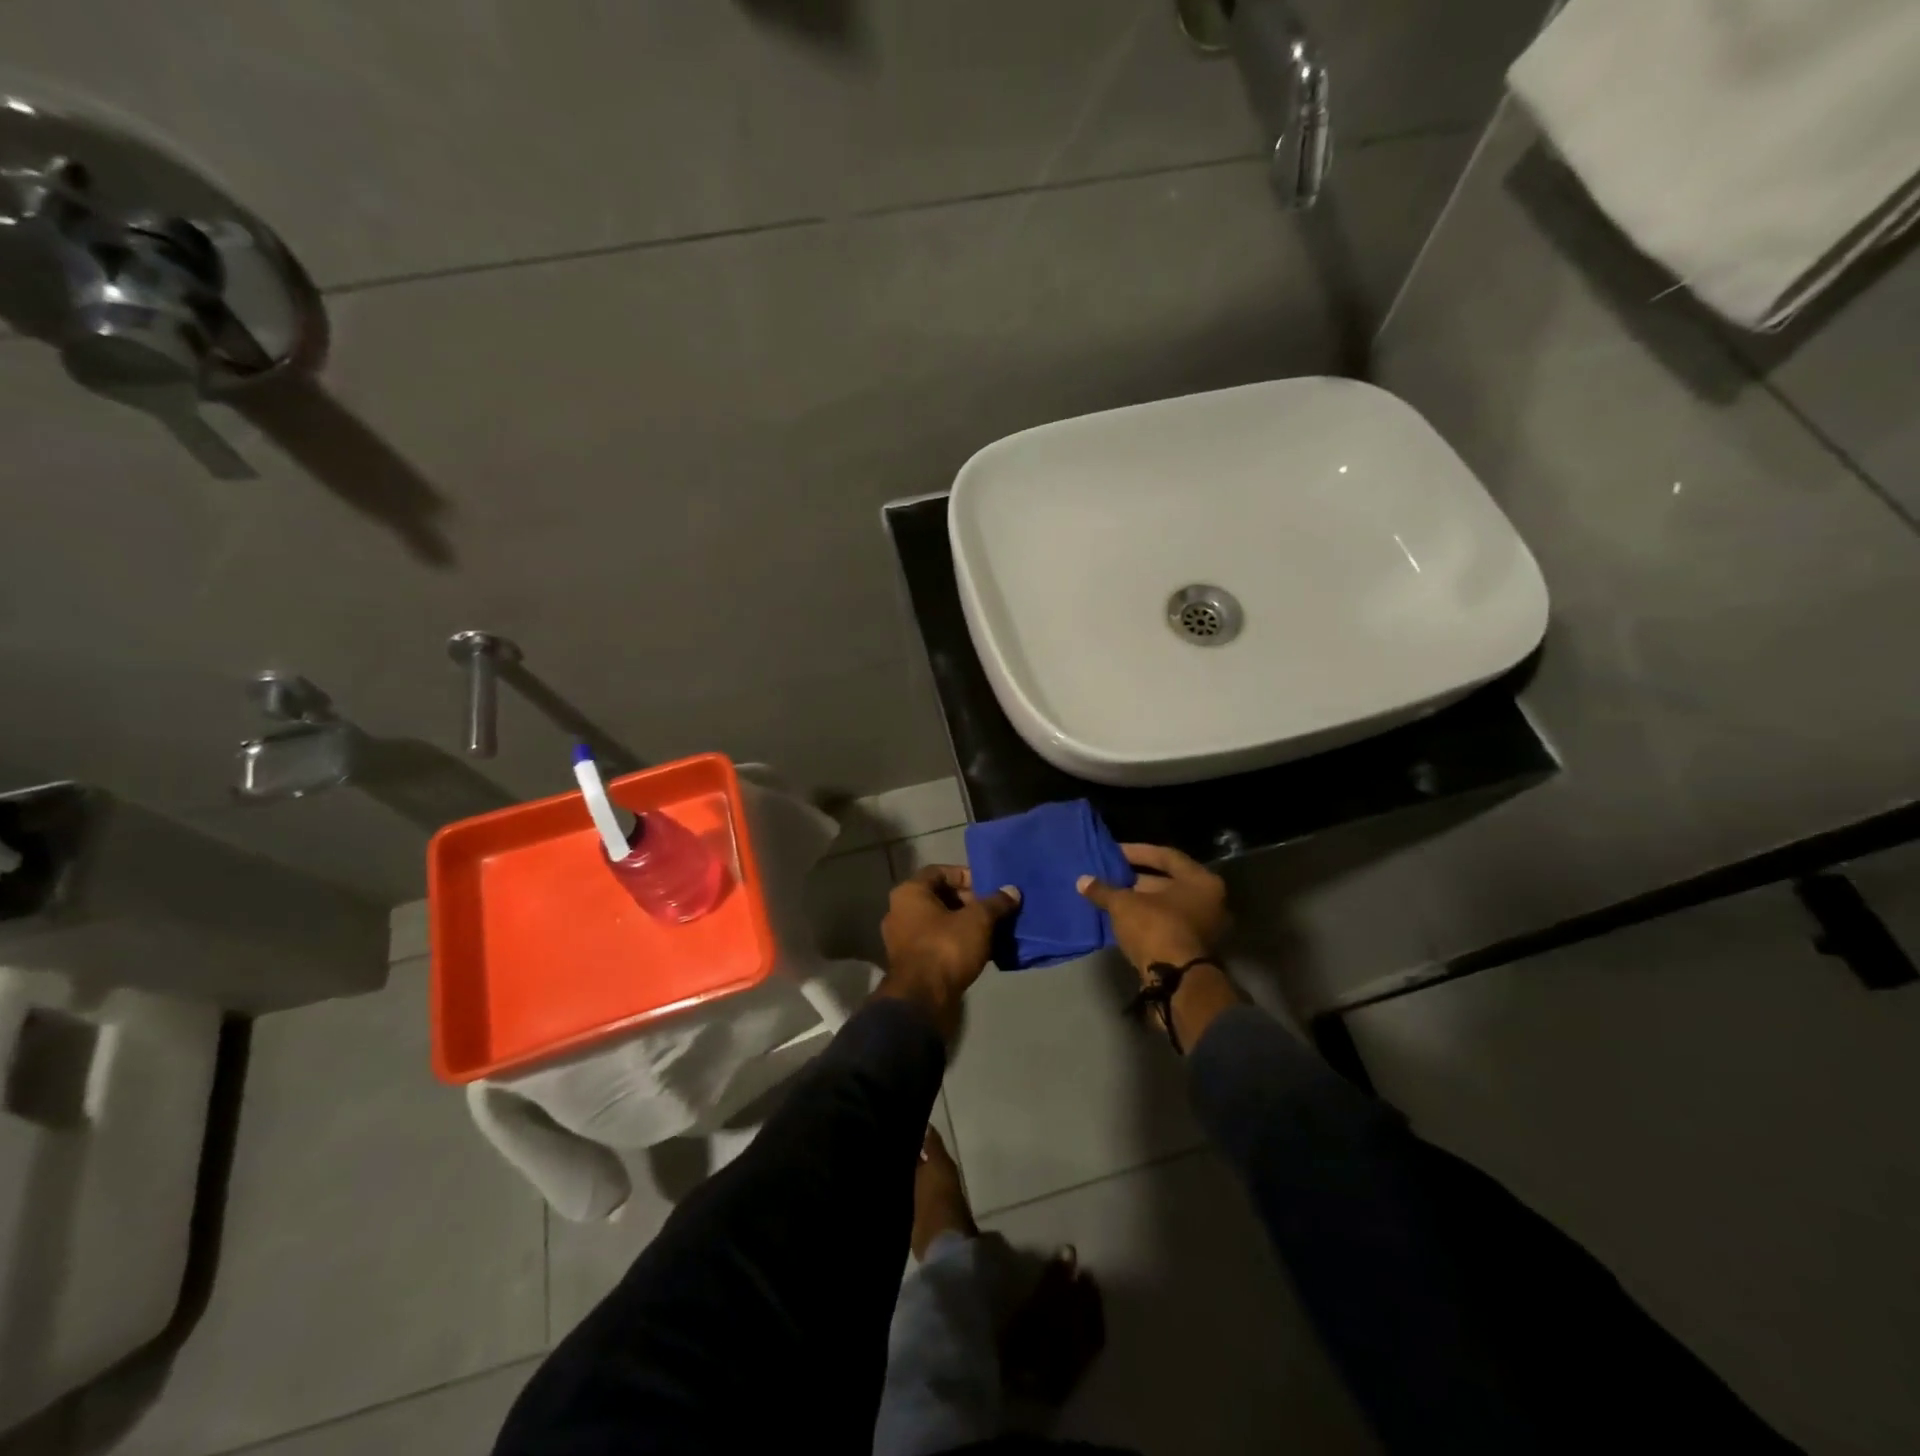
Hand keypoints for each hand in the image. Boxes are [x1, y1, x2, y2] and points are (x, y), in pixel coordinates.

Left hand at [878, 865, 1019, 1038]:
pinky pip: (936, 942)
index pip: (940, 872)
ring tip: (991, 931)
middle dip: (969, 902)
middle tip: (993, 910)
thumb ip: (996, 902)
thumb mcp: (978, 920)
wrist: (922, 998)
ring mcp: (901, 938)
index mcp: (909, 892)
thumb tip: (1012, 891)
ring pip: (939, 922)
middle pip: (939, 897)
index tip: (989, 887)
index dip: (966, 876)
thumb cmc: (946, 947)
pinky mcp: (909, 962)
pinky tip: (980, 951)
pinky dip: (956, 942)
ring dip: (964, 924)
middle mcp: (899, 911)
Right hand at [1079, 844, 1237, 1053]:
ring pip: (1167, 906)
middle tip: (1110, 875)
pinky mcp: (1195, 949)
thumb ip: (1104, 890)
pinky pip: (1168, 924)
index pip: (1166, 856)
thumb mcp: (1124, 905)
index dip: (1137, 852)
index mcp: (1201, 881)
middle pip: (1168, 882)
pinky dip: (1146, 919)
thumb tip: (1082, 881)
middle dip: (1136, 879)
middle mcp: (1210, 901)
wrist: (1175, 982)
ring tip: (1111, 896)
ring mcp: (1205, 927)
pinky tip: (1121, 918)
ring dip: (1140, 901)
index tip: (1113, 853)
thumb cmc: (1155, 928)